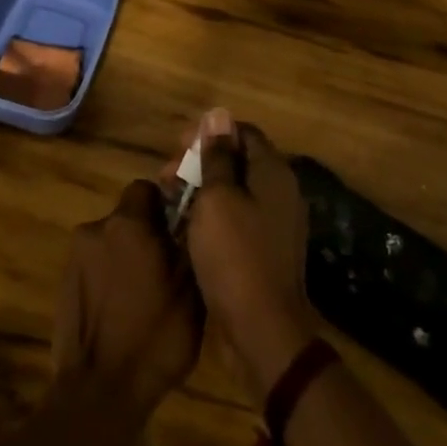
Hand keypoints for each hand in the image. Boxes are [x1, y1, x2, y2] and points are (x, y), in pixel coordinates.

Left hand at [53, 180, 203, 415]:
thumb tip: (193, 212)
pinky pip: (95, 266)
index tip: (180, 229)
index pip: (146, 189)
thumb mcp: (191, 291)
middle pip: (127, 216)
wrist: (98, 391)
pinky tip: (122, 310)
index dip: (165, 204)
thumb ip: (189, 242)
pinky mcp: (64, 282)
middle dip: (147, 233)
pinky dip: (110, 277)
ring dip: (127, 256)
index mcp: (128, 224)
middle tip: (167, 266)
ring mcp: (75, 256)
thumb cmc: (154, 338)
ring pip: (111, 242)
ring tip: (145, 295)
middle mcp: (96, 228)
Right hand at [165, 109, 318, 400]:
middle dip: (199, 161)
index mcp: (272, 172)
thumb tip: (219, 115)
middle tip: (166, 175)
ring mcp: (274, 223)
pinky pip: (236, 217)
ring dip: (201, 188)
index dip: (208, 133)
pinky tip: (186, 225)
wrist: (262, 330)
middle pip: (237, 160)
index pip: (242, 132)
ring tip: (170, 200)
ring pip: (234, 190)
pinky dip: (212, 214)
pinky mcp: (264, 249)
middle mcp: (279, 192)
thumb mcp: (217, 198)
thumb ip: (216, 156)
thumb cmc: (234, 255)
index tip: (176, 147)